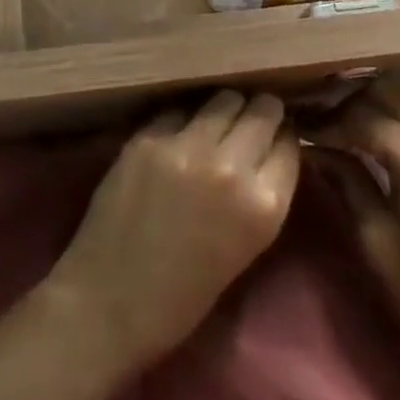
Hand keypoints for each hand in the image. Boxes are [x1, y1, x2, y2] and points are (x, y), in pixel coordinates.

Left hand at [43, 91, 298, 367]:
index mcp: (263, 207)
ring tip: (216, 121)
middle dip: (260, 113)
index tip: (274, 137)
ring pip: (224, 98)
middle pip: (262, 110)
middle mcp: (231, 167)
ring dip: (225, 108)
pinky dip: (185, 118)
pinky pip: (180, 109)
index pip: (289, 144)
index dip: (283, 138)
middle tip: (249, 120)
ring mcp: (187, 145)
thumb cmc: (182, 295)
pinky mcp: (150, 135)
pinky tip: (178, 133)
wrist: (110, 301)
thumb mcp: (244, 247)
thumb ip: (258, 194)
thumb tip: (266, 149)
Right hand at [315, 79, 399, 399]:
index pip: (364, 116)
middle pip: (397, 95)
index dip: (330, 120)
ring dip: (393, 110)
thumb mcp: (376, 242)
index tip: (305, 128)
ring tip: (365, 130)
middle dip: (359, 103)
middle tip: (332, 122)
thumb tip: (317, 147)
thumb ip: (347, 181)